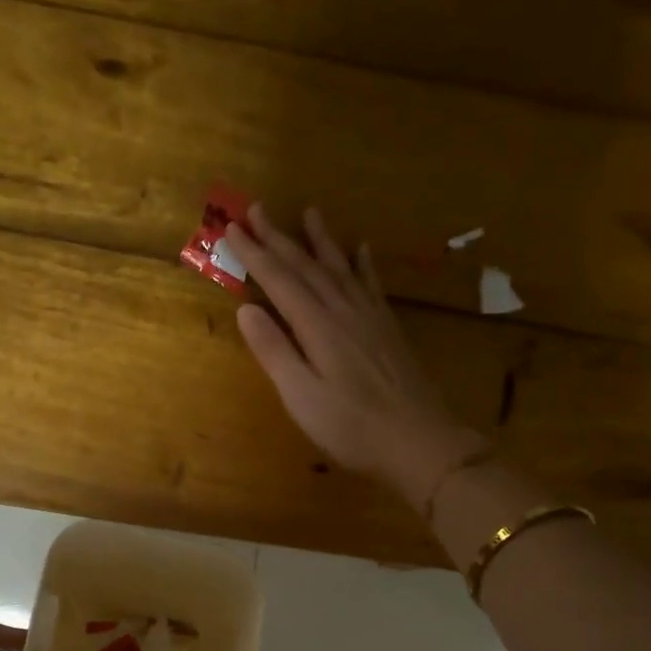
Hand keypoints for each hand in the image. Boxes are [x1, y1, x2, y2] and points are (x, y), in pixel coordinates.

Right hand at [225, 204, 489, 510]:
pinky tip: (362, 248)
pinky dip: (362, 263)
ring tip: (309, 211)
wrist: (418, 441)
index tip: (231, 227)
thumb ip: (274, 351)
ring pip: (339, 268)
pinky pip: (371, 284)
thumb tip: (246, 309)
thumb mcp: (301, 396)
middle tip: (257, 209)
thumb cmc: (351, 427)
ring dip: (321, 240)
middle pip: (307, 266)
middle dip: (279, 238)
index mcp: (317, 327)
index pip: (279, 281)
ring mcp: (370, 318)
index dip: (254, 254)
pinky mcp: (388, 329)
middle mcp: (343, 311)